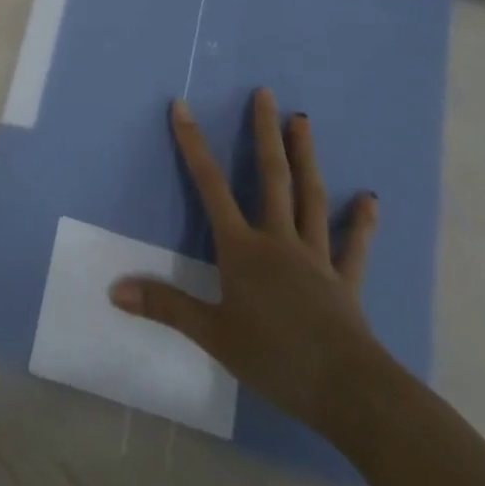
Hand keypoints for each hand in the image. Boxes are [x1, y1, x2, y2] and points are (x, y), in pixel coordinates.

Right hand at [109, 91, 386, 434]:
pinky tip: (369, 199)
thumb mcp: (213, 334)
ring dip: (306, 156)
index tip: (183, 107)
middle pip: (271, 177)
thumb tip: (115, 290)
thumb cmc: (274, 358)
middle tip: (267, 94)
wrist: (348, 391)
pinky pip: (353, 245)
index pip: (210, 186)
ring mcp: (316, 257)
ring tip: (303, 121)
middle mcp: (278, 241)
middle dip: (264, 133)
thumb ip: (166, 306)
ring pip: (310, 197)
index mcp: (243, 249)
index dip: (193, 145)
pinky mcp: (345, 281)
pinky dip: (360, 221)